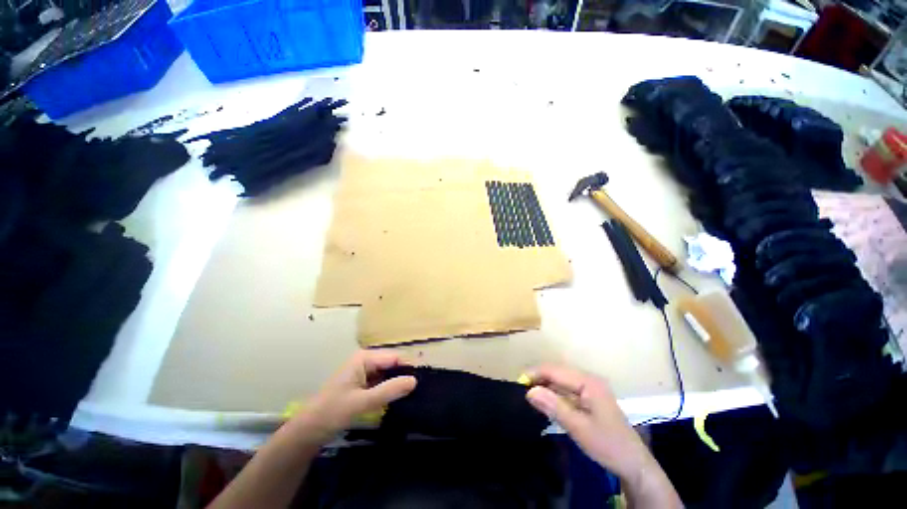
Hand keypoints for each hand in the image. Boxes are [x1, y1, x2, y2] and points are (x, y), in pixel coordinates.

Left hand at [288, 350, 416, 443]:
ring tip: (414, 395)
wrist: (308, 431)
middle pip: (392, 364)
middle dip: (404, 376)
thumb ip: (388, 390)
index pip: (394, 358)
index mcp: (364, 358)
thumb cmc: (332, 412)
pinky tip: (398, 399)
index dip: (408, 368)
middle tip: (420, 390)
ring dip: (397, 383)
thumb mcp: (362, 402)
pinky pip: (381, 382)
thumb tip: (415, 380)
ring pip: (387, 374)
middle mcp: (365, 360)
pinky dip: (389, 389)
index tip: (424, 381)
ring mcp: (363, 371)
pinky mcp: (362, 383)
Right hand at [524, 365, 652, 481]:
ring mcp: (590, 388)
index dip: (536, 374)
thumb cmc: (608, 445)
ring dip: (545, 385)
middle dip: (539, 378)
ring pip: (561, 380)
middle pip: (557, 372)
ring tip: (529, 393)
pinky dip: (554, 393)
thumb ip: (554, 407)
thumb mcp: (579, 428)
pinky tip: (544, 400)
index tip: (518, 382)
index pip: (555, 370)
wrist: (634, 464)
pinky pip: (566, 390)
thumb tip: (529, 391)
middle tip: (521, 389)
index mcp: (588, 382)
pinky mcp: (589, 398)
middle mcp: (588, 379)